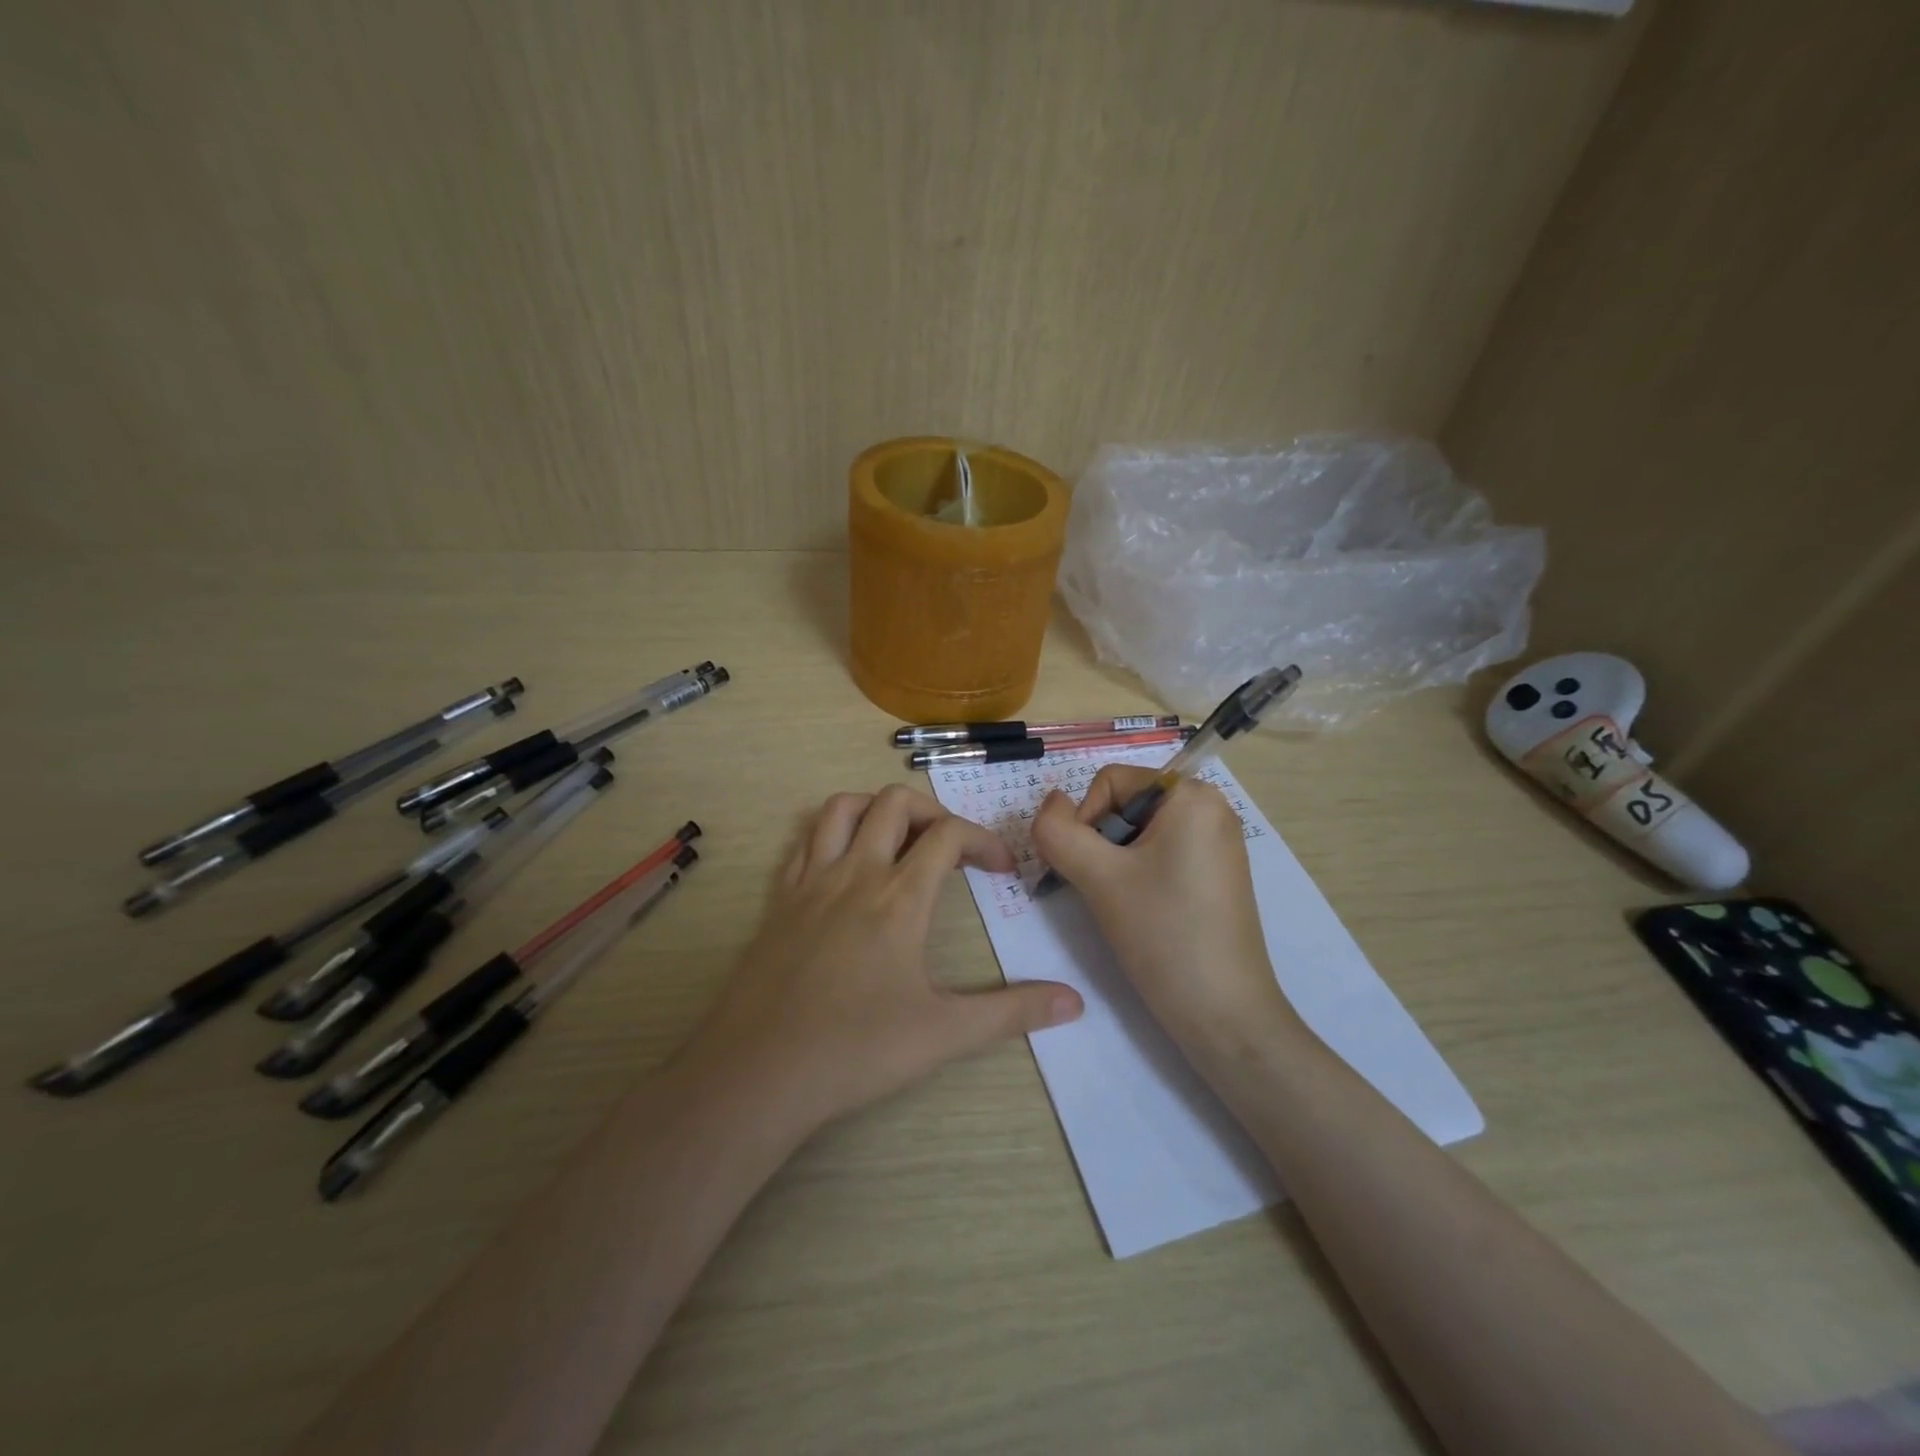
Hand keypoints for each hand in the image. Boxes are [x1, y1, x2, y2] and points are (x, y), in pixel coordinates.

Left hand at [685, 785, 1083, 1137]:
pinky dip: (832, 834)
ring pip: (842, 808)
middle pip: (895, 803)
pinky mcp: (778, 900)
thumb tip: (1074, 1002)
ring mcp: (810, 882)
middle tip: (951, 848)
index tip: (1002, 868)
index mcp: (899, 898)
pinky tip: (844, 865)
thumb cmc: (855, 1050)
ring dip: (876, 809)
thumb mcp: (943, 1034)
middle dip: (934, 812)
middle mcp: (855, 873)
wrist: (757, 1072)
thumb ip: (1012, 1012)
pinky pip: (804, 841)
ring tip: (899, 840)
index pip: (948, 836)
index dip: (983, 840)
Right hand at [1030, 766, 1297, 1054]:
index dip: (1084, 820)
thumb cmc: (1163, 934)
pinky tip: (1142, 912)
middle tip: (1102, 890)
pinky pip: (1162, 854)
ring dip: (1115, 862)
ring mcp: (1218, 843)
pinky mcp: (1217, 874)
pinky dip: (1138, 875)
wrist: (1224, 1014)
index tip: (1087, 869)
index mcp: (1192, 796)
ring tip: (1122, 904)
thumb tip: (1050, 804)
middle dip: (1101, 843)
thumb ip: (1057, 830)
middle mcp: (1212, 808)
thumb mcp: (1098, 877)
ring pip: (1139, 833)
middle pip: (1125, 805)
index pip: (1110, 781)